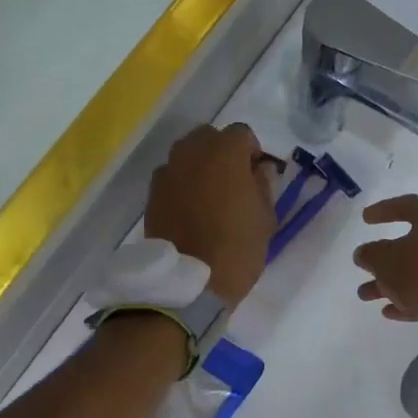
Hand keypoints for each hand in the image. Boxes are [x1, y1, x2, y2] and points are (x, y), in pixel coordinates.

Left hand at [144, 123, 275, 305]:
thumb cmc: (237, 248)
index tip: (256, 175)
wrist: (189, 283)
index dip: (252, 151)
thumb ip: (263, 185)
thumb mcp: (265, 218)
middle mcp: (192, 152)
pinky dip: (181, 184)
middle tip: (233, 181)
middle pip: (209, 137)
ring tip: (209, 195)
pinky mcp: (152, 193)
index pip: (242, 133)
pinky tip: (190, 209)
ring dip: (199, 165)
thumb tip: (260, 170)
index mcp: (225, 152)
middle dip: (222, 152)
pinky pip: (171, 176)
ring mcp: (168, 171)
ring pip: (186, 154)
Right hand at [353, 195, 417, 334]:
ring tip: (365, 295)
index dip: (383, 209)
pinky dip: (407, 298)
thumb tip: (365, 253)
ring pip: (416, 271)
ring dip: (389, 282)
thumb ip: (369, 254)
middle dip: (382, 259)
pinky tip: (389, 311)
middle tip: (363, 266)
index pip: (406, 205)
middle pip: (410, 244)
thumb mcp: (385, 260)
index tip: (365, 219)